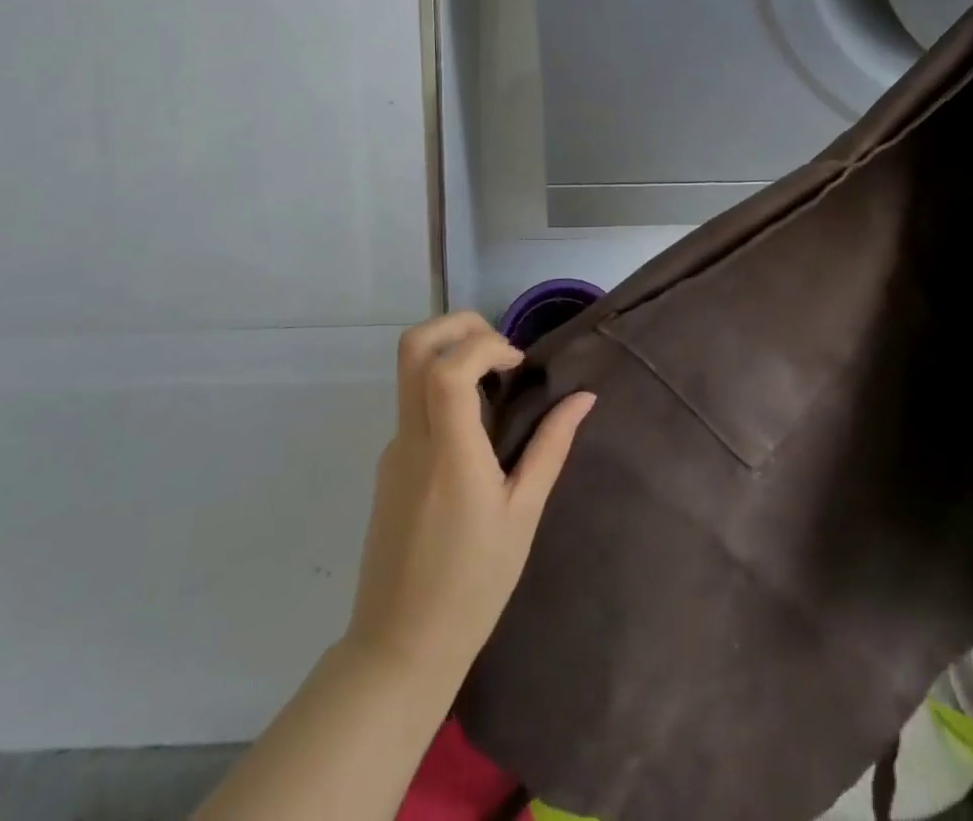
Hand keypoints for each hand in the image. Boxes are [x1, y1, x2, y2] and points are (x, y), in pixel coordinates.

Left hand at [343, 312, 595, 687]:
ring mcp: (393, 449)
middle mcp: (412, 439)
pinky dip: (444, 391)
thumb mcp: (523, 515)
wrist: (399, 647)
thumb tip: (583, 398)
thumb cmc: (473, 585)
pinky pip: (414, 406)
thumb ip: (551, 448)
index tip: (518, 364)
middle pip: (413, 348)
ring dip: (452, 355)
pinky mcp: (388, 465)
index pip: (448, 367)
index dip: (485, 345)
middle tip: (499, 348)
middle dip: (458, 325)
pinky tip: (477, 433)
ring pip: (409, 372)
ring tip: (495, 386)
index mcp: (449, 452)